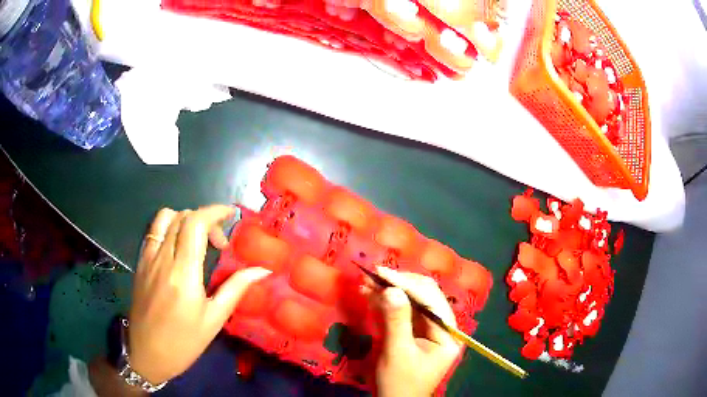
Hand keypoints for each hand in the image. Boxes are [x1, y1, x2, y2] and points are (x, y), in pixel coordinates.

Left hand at [128, 205, 271, 383]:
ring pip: (165, 218)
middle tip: (219, 244)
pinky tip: (178, 248)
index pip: (196, 223)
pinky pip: (154, 232)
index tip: (230, 214)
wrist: (147, 353)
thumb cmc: (184, 342)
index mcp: (184, 273)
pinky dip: (169, 227)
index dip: (215, 211)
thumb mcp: (214, 319)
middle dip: (206, 219)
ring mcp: (148, 258)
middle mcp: (163, 259)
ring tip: (197, 240)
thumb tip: (262, 270)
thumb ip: (236, 288)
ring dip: (185, 219)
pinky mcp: (140, 263)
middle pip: (183, 217)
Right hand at [369, 267, 462, 396]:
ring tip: (366, 283)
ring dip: (390, 291)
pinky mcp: (414, 331)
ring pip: (411, 302)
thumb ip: (397, 320)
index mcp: (448, 333)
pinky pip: (402, 312)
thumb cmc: (400, 382)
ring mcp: (428, 329)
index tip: (382, 273)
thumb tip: (391, 289)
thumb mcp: (398, 352)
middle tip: (373, 276)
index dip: (407, 284)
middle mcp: (442, 327)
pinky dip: (386, 303)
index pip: (431, 300)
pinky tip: (371, 295)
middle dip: (398, 285)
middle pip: (424, 297)